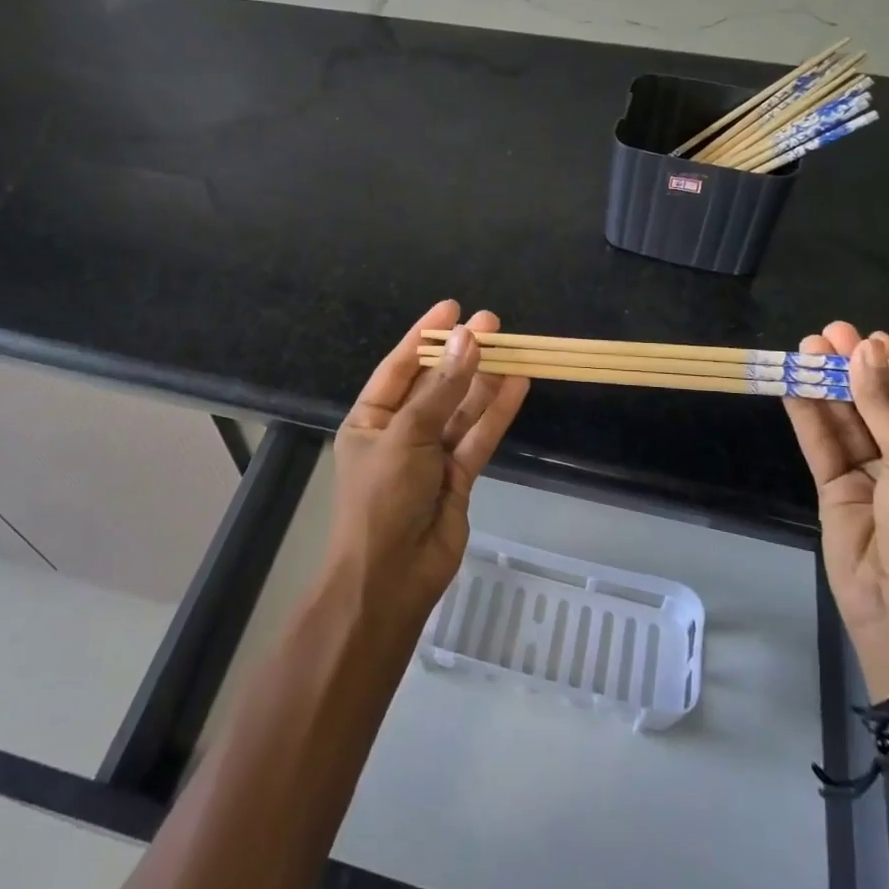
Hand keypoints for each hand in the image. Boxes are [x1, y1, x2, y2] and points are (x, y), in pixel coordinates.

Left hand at [329, 301, 529, 624]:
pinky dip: (497, 412)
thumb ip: (442, 391)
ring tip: (511, 346)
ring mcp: (431, 455)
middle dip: (461, 354)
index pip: (400, 367)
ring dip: (484, 379)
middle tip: (492, 322)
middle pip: (436, 384)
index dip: (425, 335)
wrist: (389, 580)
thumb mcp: (405, 437)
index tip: (452, 307)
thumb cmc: (381, 500)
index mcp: (371, 418)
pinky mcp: (458, 477)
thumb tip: (467, 340)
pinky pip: (479, 437)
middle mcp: (400, 431)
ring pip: (462, 409)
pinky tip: (518, 384)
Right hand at [784, 322, 888, 704]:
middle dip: (854, 369)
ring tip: (805, 348)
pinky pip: (820, 444)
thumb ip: (885, 407)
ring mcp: (869, 477)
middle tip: (828, 332)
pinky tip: (792, 384)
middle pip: (876, 404)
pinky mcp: (834, 491)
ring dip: (825, 386)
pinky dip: (806, 414)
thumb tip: (865, 351)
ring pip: (844, 420)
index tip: (872, 335)